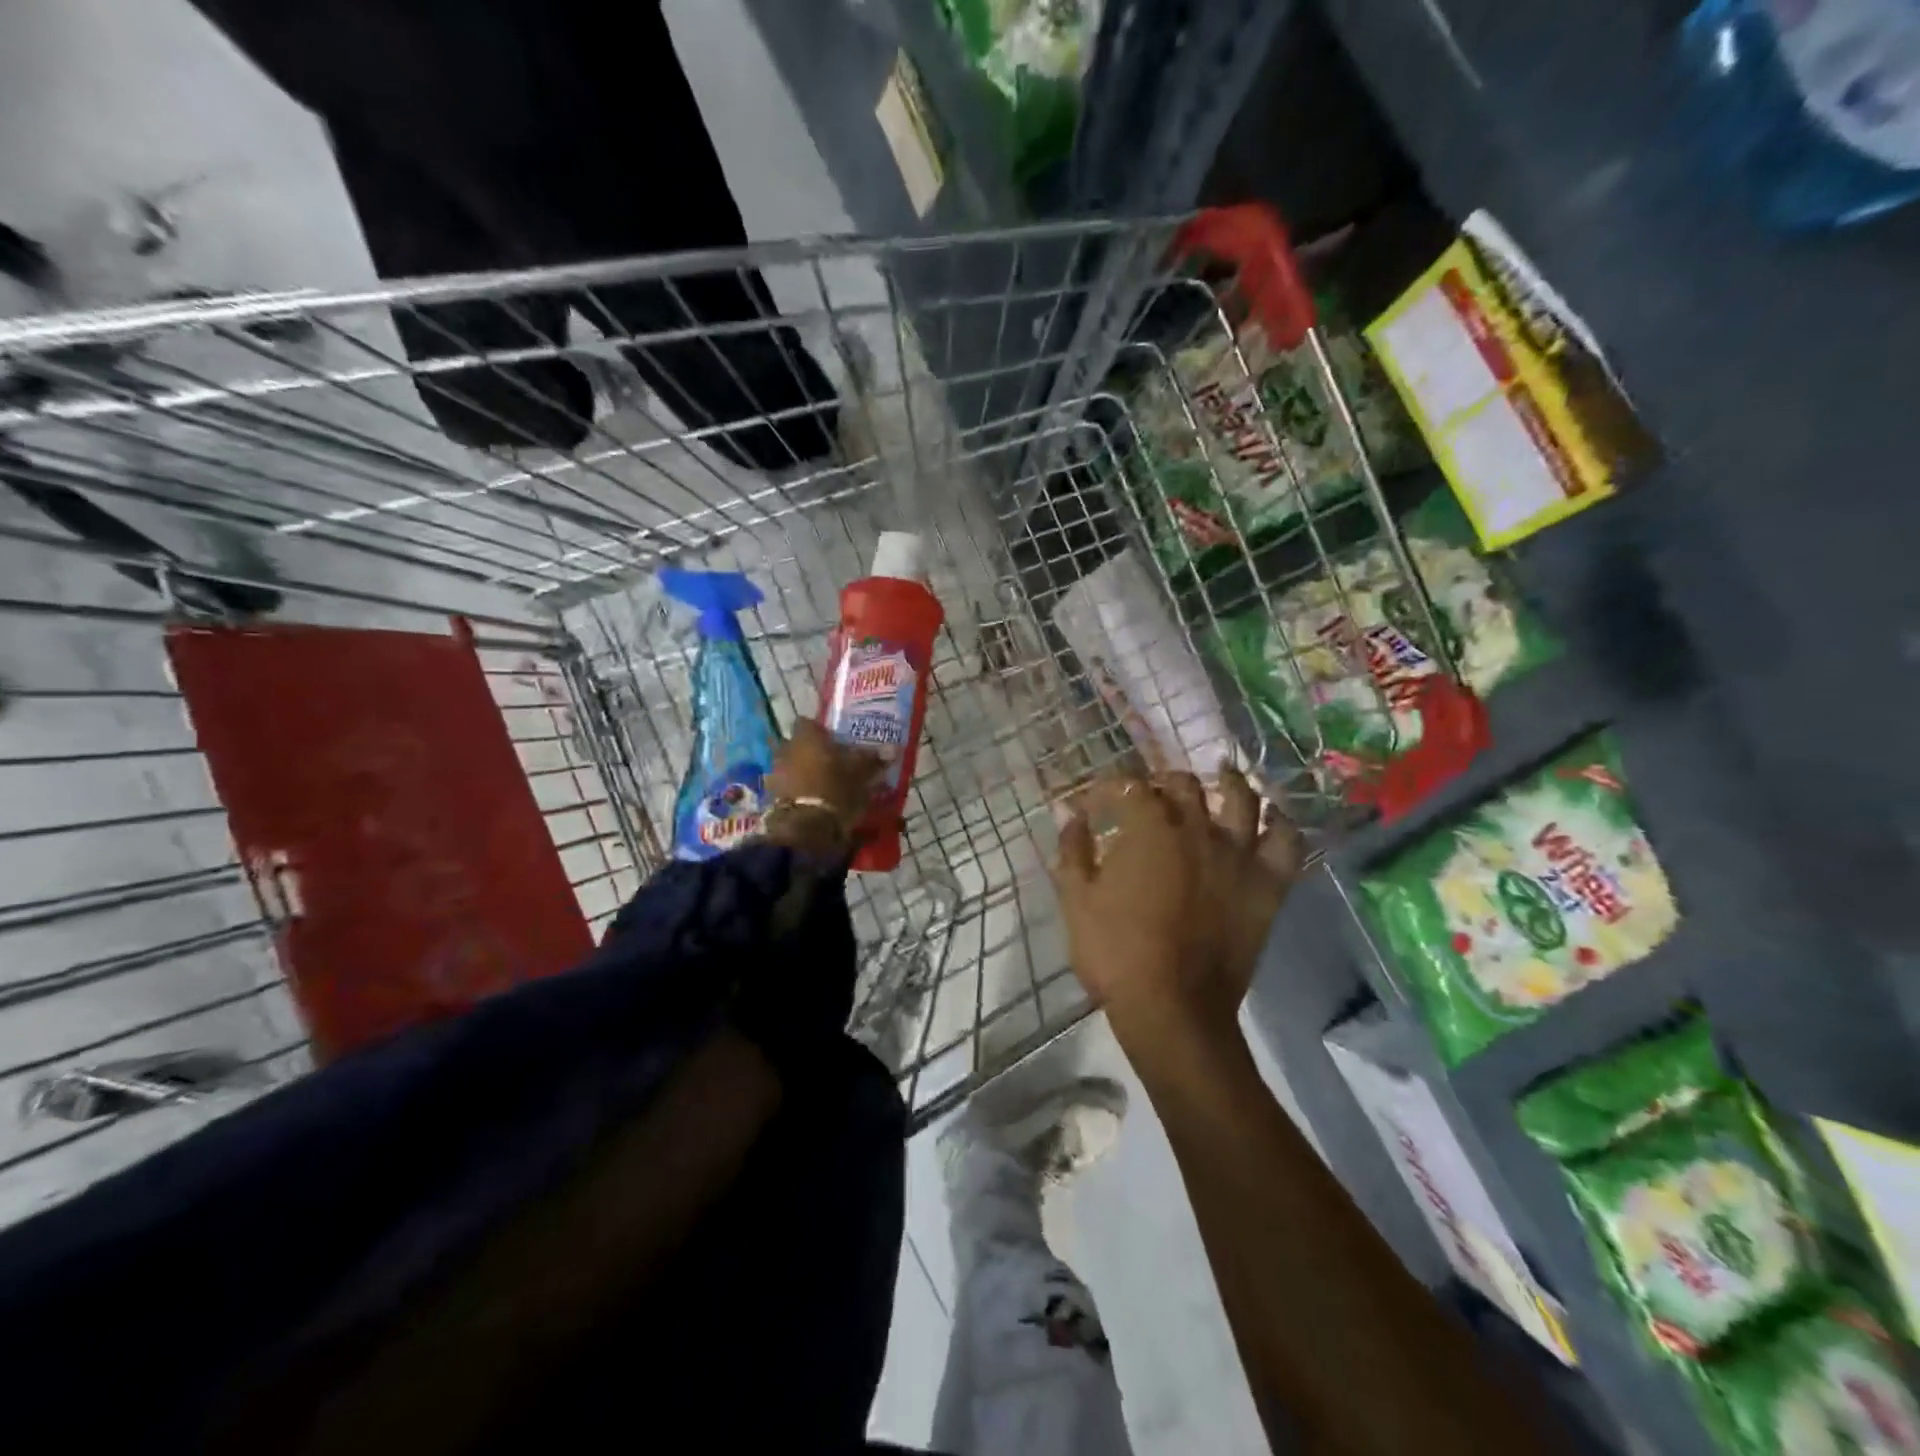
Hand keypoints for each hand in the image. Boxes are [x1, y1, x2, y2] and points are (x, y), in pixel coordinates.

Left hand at [763, 719, 884, 851]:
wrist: (807, 827)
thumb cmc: (836, 788)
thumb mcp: (862, 772)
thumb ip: (874, 759)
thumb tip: (893, 748)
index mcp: (806, 736)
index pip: (807, 722)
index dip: (819, 730)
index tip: (833, 740)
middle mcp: (786, 749)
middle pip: (796, 745)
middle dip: (810, 752)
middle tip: (830, 763)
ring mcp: (776, 773)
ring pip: (790, 766)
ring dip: (801, 773)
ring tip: (821, 785)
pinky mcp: (771, 797)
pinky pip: (785, 788)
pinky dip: (796, 793)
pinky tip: (811, 802)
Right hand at [1051, 767, 1306, 1064]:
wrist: (1173, 1009)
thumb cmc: (1116, 954)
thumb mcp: (1076, 900)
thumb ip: (1073, 849)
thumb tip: (1070, 813)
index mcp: (1148, 829)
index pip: (1128, 787)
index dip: (1108, 789)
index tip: (1094, 804)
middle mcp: (1196, 829)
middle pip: (1183, 784)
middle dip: (1161, 782)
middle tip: (1150, 796)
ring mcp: (1238, 855)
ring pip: (1242, 798)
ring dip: (1229, 782)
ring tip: (1221, 776)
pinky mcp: (1267, 886)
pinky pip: (1286, 843)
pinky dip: (1280, 824)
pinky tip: (1270, 818)